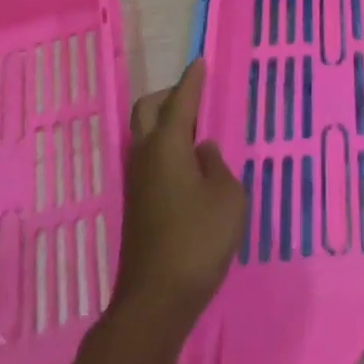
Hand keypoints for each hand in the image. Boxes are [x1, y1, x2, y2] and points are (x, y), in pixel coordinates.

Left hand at [112, 58, 246, 329]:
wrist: (155, 301)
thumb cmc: (198, 240)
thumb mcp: (227, 196)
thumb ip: (217, 165)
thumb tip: (202, 152)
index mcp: (168, 145)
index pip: (180, 100)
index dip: (192, 80)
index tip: (199, 62)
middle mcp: (145, 156)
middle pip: (147, 110)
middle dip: (168, 96)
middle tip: (193, 96)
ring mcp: (136, 182)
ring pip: (144, 136)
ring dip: (164, 124)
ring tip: (195, 130)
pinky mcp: (137, 206)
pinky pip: (148, 159)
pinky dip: (165, 148)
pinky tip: (187, 165)